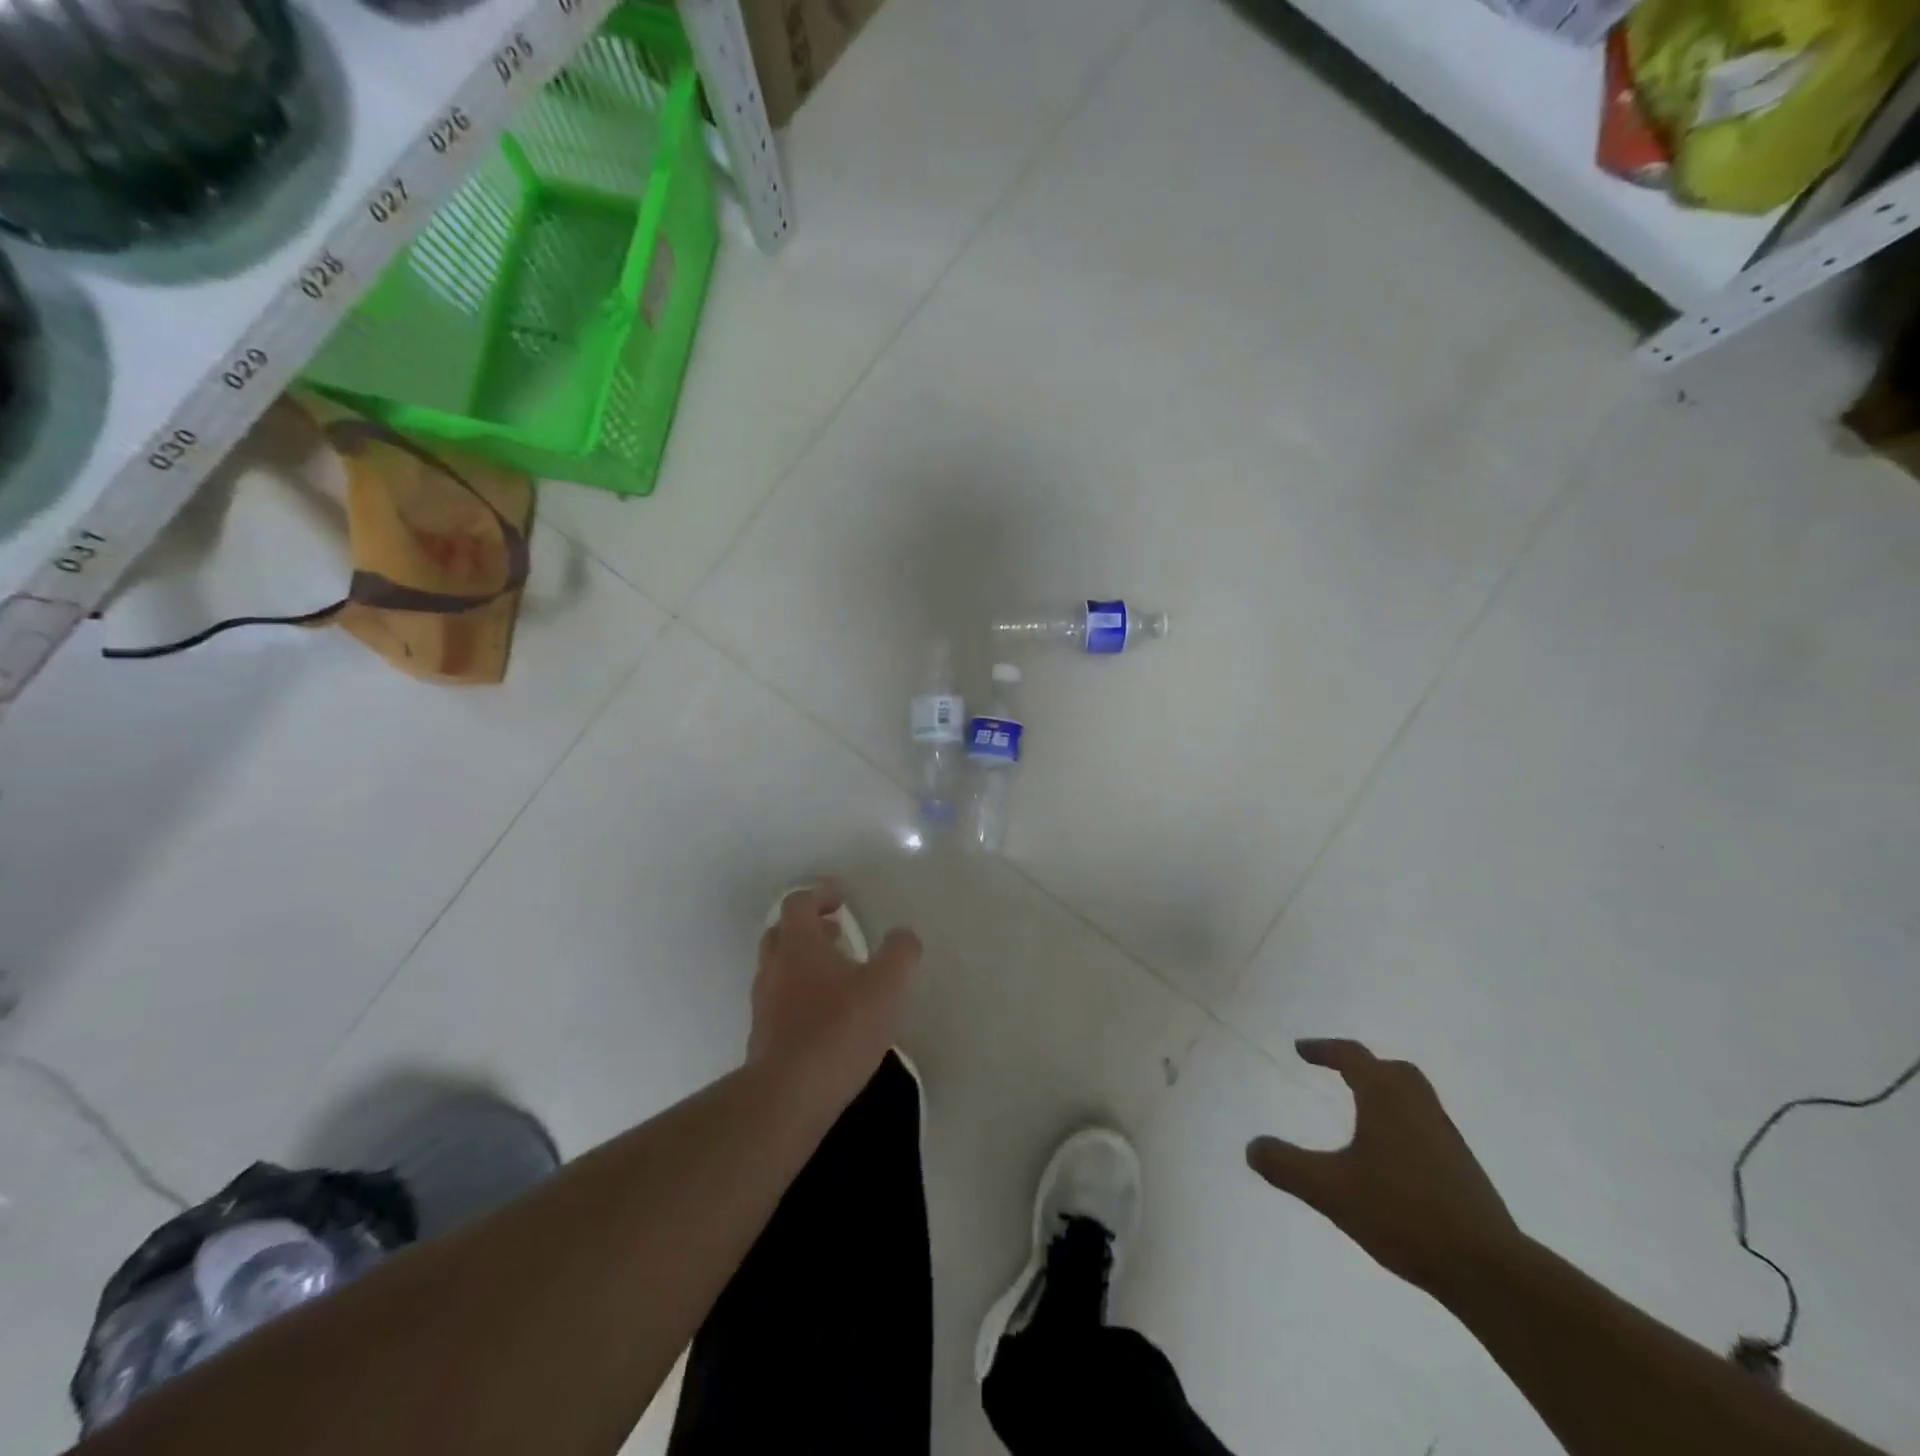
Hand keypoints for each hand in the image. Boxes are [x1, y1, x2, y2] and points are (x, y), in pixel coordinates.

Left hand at [748, 883, 920, 1108]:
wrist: (789, 1095)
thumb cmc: (840, 1028)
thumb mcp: (888, 985)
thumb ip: (900, 953)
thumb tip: (903, 936)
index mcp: (799, 944)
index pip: (798, 903)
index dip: (818, 895)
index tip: (840, 899)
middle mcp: (774, 967)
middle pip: (781, 932)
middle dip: (808, 928)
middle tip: (837, 933)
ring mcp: (764, 1003)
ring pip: (778, 968)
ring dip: (802, 962)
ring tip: (836, 976)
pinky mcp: (763, 1037)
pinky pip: (778, 1002)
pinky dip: (798, 996)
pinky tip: (825, 1016)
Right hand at [1246, 1039, 1521, 1297]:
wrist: (1488, 1270)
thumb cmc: (1402, 1213)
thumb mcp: (1330, 1190)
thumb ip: (1286, 1166)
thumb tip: (1252, 1147)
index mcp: (1387, 1098)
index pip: (1352, 1057)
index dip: (1323, 1049)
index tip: (1300, 1049)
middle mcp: (1420, 1108)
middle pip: (1394, 1070)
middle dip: (1364, 1066)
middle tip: (1339, 1072)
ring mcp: (1447, 1140)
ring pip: (1414, 1099)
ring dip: (1386, 1095)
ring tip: (1362, 1112)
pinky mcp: (1463, 1171)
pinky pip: (1426, 1128)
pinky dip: (1403, 1125)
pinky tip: (1390, 1157)